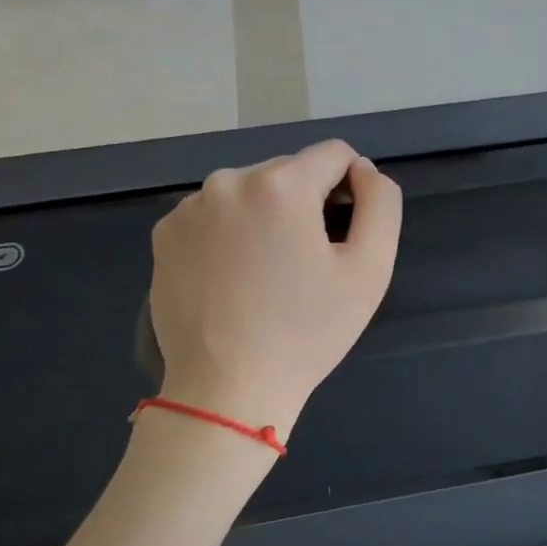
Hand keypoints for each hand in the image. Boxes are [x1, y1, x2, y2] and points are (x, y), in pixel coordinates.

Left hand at [149, 140, 401, 433]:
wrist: (227, 391)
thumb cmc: (307, 332)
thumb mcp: (370, 269)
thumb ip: (381, 204)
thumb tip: (364, 171)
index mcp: (281, 184)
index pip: (335, 154)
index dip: (352, 189)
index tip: (345, 236)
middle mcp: (229, 180)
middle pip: (290, 172)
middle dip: (307, 204)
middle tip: (309, 264)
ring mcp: (189, 207)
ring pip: (251, 192)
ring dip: (269, 217)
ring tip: (270, 274)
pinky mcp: (164, 234)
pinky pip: (216, 215)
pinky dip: (232, 233)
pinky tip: (235, 278)